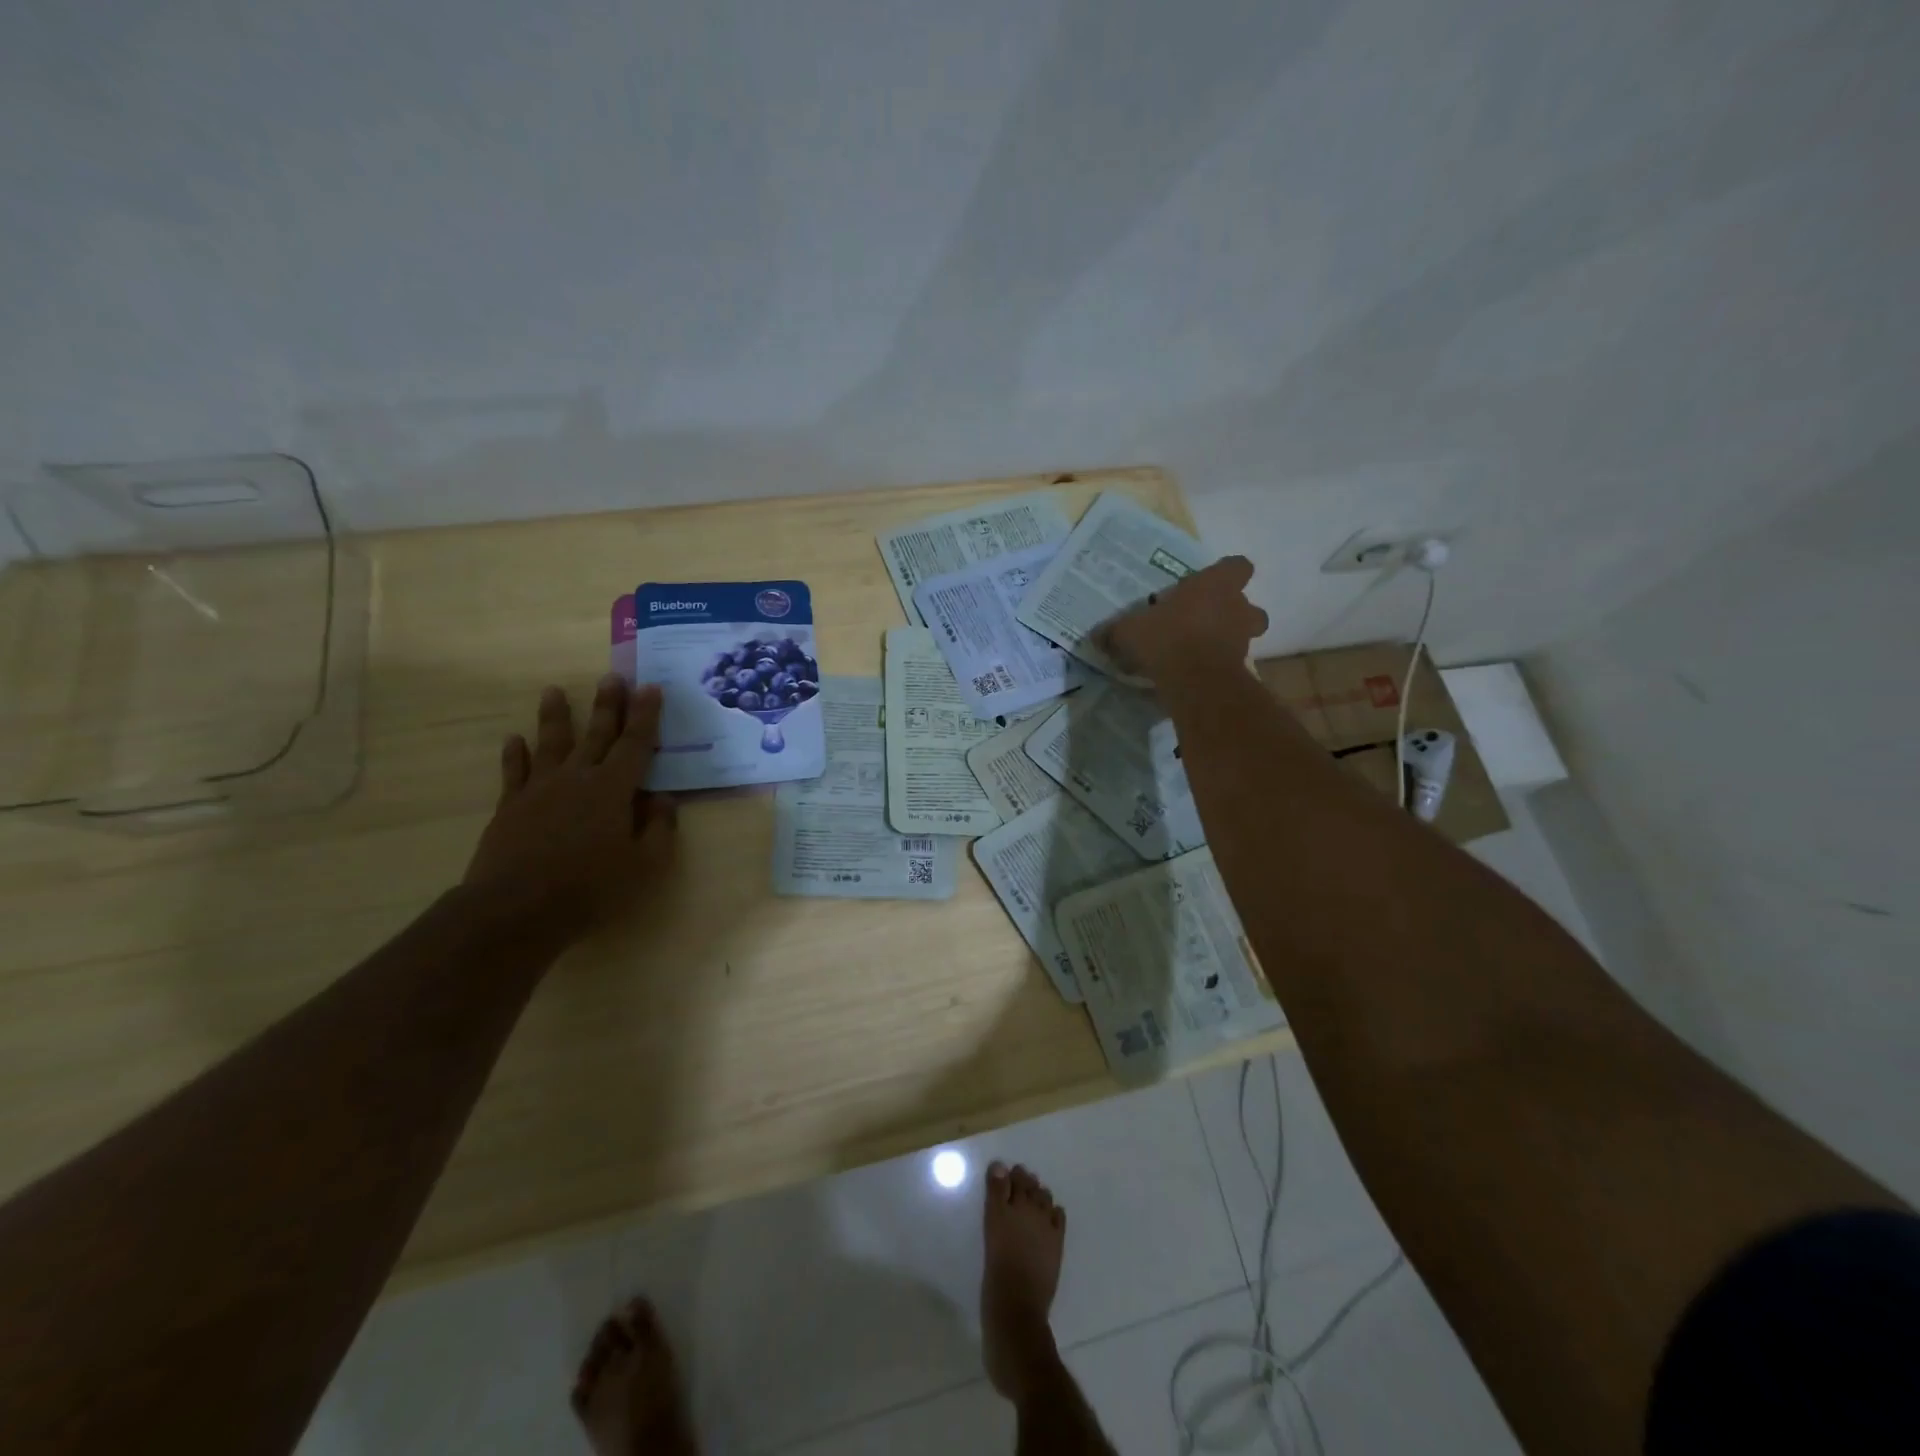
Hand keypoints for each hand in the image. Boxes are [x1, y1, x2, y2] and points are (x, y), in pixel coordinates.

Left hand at [462, 675, 677, 939]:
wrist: (515, 908)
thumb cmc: (590, 887)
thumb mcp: (644, 864)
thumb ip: (659, 828)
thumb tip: (663, 799)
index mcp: (614, 789)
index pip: (635, 744)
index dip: (646, 716)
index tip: (651, 688)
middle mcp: (578, 778)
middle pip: (596, 734)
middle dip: (607, 704)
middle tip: (612, 676)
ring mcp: (540, 789)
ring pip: (551, 743)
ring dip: (555, 716)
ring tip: (553, 690)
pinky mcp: (511, 806)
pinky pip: (515, 772)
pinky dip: (515, 754)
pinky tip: (513, 739)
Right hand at [1099, 555, 1268, 680]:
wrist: (1196, 681)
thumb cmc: (1166, 639)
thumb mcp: (1129, 631)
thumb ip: (1115, 631)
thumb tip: (1097, 636)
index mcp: (1215, 585)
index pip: (1237, 566)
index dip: (1226, 573)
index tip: (1206, 584)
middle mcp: (1236, 607)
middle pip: (1248, 603)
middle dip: (1231, 612)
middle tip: (1204, 620)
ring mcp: (1242, 639)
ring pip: (1246, 633)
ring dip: (1229, 638)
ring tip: (1201, 648)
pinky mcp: (1241, 668)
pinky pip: (1232, 661)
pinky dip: (1219, 664)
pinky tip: (1195, 673)